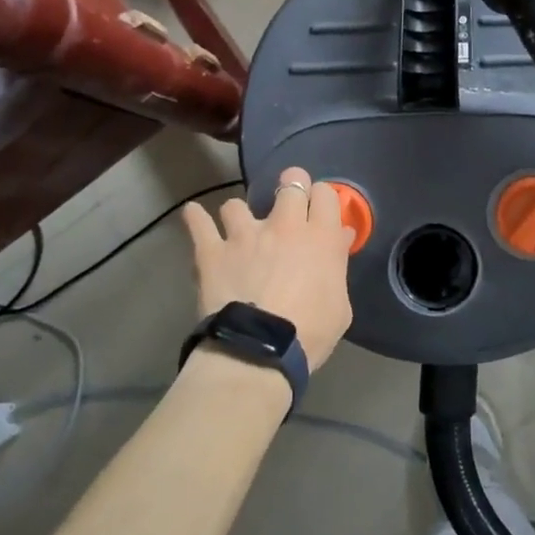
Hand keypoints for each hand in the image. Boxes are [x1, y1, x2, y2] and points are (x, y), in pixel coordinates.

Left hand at [181, 168, 353, 369]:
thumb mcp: (340, 306)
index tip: (319, 208)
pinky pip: (199, 223)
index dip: (322, 197)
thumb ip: (338, 267)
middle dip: (291, 185)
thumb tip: (340, 240)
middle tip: (288, 202)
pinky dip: (196, 217)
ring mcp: (244, 234)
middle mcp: (284, 225)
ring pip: (238, 203)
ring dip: (239, 214)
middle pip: (290, 182)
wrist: (259, 351)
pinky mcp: (212, 250)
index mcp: (320, 237)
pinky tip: (194, 214)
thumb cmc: (309, 334)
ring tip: (238, 228)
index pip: (326, 194)